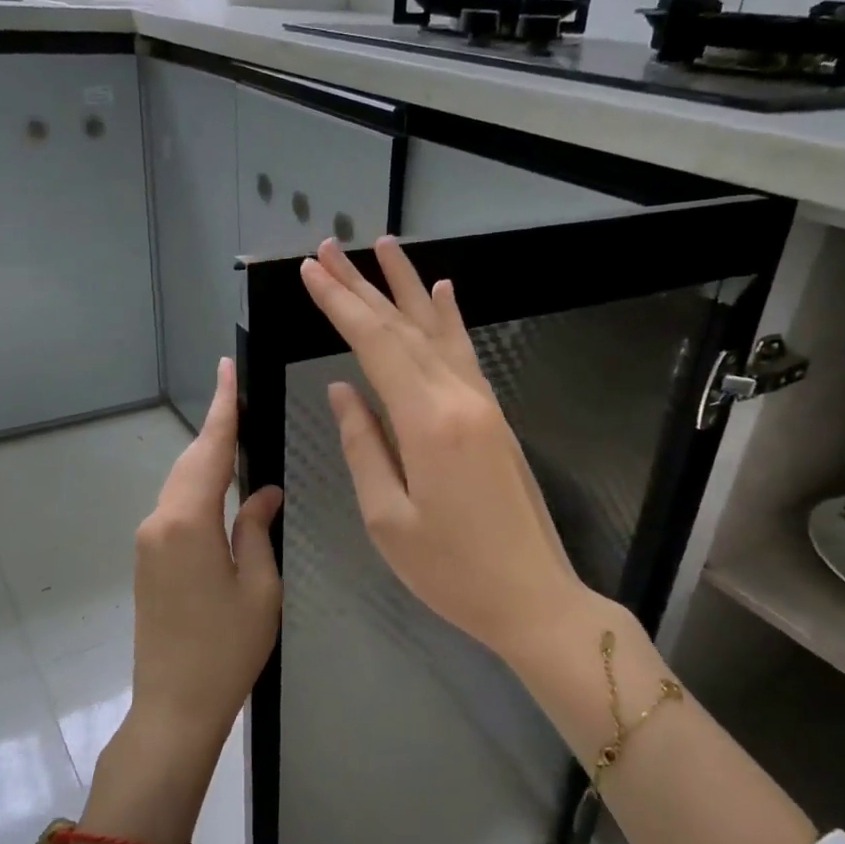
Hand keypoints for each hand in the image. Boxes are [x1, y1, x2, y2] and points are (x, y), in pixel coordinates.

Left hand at [128, 357, 282, 761]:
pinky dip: (200, 488)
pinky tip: (223, 488)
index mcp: (188, 522)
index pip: (211, 450)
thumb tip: (263, 494)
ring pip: (182, 484)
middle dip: (217, 429)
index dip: (222, 407)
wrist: (173, 707)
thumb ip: (257, 530)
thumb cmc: (227, 650)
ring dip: (209, 459)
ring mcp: (148, 542)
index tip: (227, 367)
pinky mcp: (148, 560)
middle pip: (192, 462)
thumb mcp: (260, 587)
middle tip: (243, 398)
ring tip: (240, 435)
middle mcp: (159, 522)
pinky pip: (177, 508)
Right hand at [299, 237, 587, 662]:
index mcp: (427, 421)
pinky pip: (465, 353)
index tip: (311, 272)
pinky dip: (449, 319)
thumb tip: (342, 391)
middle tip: (328, 248)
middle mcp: (459, 397)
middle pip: (403, 328)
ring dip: (406, 287)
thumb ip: (363, 446)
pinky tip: (443, 292)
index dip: (339, 305)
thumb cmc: (452, 570)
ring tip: (383, 246)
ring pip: (437, 331)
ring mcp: (483, 403)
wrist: (534, 597)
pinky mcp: (495, 417)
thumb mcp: (388, 518)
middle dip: (362, 285)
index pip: (375, 345)